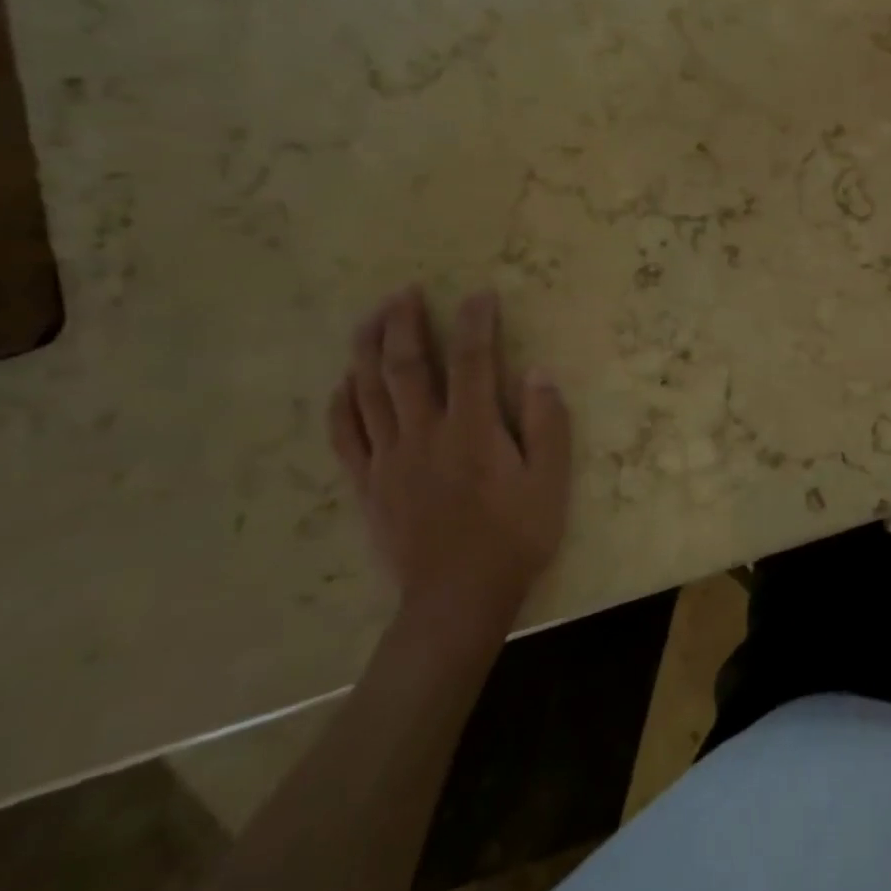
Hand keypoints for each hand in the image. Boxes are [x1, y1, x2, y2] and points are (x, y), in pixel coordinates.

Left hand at [328, 287, 572, 641]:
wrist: (457, 599)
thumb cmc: (515, 537)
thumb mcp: (550, 483)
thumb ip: (547, 425)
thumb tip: (538, 374)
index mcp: (472, 430)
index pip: (471, 360)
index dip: (476, 322)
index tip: (480, 294)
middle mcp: (424, 434)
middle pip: (405, 366)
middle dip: (404, 323)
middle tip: (405, 291)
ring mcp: (388, 459)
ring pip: (367, 392)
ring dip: (366, 349)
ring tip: (370, 317)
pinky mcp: (367, 484)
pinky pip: (344, 435)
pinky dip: (341, 403)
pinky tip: (344, 381)